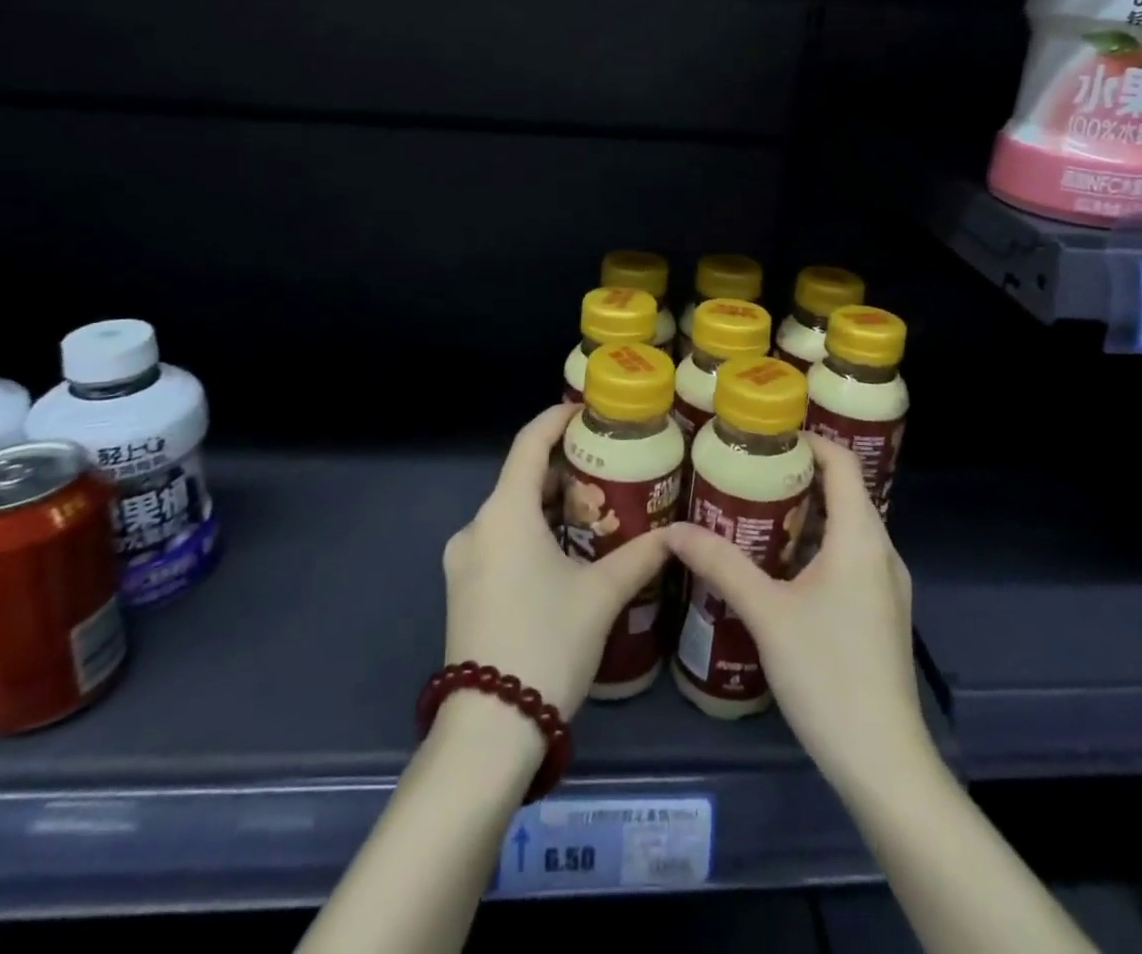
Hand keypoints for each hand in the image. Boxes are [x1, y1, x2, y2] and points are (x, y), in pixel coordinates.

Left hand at [442, 403, 673, 717]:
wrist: (489, 731)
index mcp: (505, 513)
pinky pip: (501, 542)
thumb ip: (640, 557)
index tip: (586, 411)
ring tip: (597, 512)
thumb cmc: (547, 643)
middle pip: (522, 479)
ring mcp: (464, 561)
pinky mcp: (463, 589)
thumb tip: (677, 535)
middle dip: (564, 471)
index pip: (529, 444)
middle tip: (609, 470)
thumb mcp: (601, 595)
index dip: (556, 419)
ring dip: (550, 506)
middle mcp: (477, 527)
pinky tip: (566, 554)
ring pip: (512, 514)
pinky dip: (533, 534)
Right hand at [664, 433, 930, 793]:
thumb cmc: (827, 674)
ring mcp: (886, 586)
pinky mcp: (881, 613)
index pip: (842, 462)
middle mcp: (882, 551)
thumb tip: (673, 530)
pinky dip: (816, 546)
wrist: (884, 764)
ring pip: (846, 528)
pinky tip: (778, 567)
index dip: (808, 441)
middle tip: (745, 473)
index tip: (763, 437)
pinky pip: (849, 558)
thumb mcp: (766, 613)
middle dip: (796, 477)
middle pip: (843, 492)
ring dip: (804, 514)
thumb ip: (720, 565)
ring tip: (752, 513)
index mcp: (861, 537)